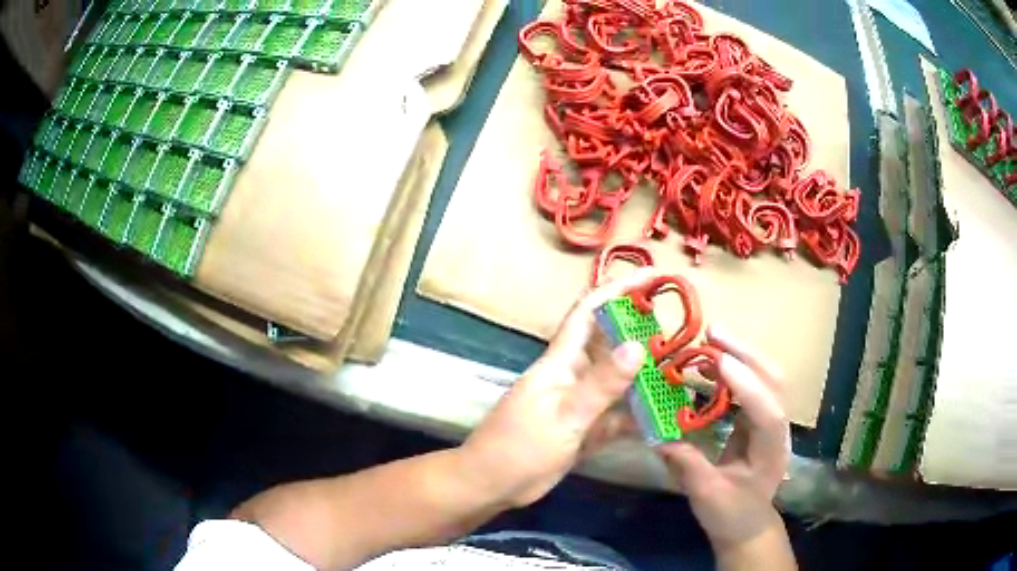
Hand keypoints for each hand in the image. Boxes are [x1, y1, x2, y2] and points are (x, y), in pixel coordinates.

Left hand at [460, 269, 663, 506]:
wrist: (493, 484)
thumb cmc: (519, 446)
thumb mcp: (563, 415)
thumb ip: (601, 384)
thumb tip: (638, 345)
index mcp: (562, 361)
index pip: (590, 312)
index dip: (618, 290)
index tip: (652, 276)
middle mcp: (575, 376)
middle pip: (612, 345)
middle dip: (643, 333)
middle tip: (683, 331)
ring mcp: (582, 404)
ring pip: (620, 382)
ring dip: (647, 377)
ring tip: (682, 372)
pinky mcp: (586, 430)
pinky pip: (618, 416)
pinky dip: (639, 416)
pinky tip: (665, 419)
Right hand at [657, 327, 790, 551]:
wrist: (746, 524)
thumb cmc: (731, 514)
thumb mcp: (706, 495)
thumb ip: (687, 465)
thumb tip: (658, 435)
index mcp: (772, 451)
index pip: (768, 413)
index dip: (747, 386)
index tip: (718, 361)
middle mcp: (778, 428)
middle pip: (774, 381)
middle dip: (747, 353)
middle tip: (713, 331)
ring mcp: (770, 419)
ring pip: (765, 376)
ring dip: (741, 353)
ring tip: (710, 337)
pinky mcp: (758, 416)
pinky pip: (750, 384)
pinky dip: (733, 367)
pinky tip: (711, 362)